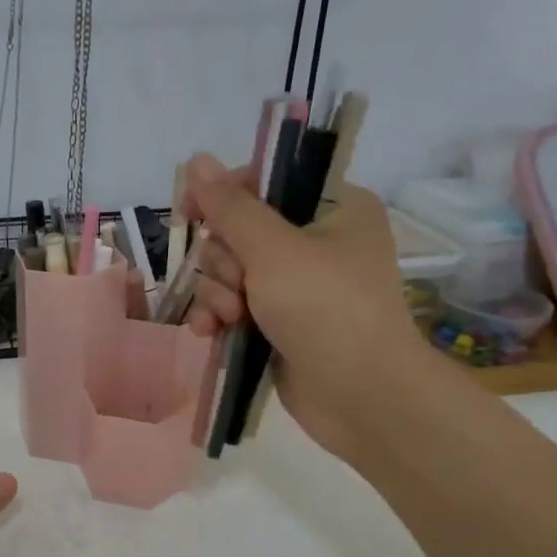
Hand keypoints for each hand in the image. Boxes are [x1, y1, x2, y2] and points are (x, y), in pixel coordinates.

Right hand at [181, 153, 429, 461]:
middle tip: (237, 285)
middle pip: (238, 229)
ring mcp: (296, 284)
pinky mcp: (278, 321)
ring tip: (229, 318)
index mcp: (332, 207)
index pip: (264, 180)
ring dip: (218, 293)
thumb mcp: (274, 250)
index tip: (194, 215)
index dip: (224, 195)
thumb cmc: (326, 309)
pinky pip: (233, 304)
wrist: (362, 397)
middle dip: (223, 260)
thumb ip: (230, 206)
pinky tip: (209, 332)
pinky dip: (219, 315)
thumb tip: (196, 159)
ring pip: (229, 270)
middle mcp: (315, 240)